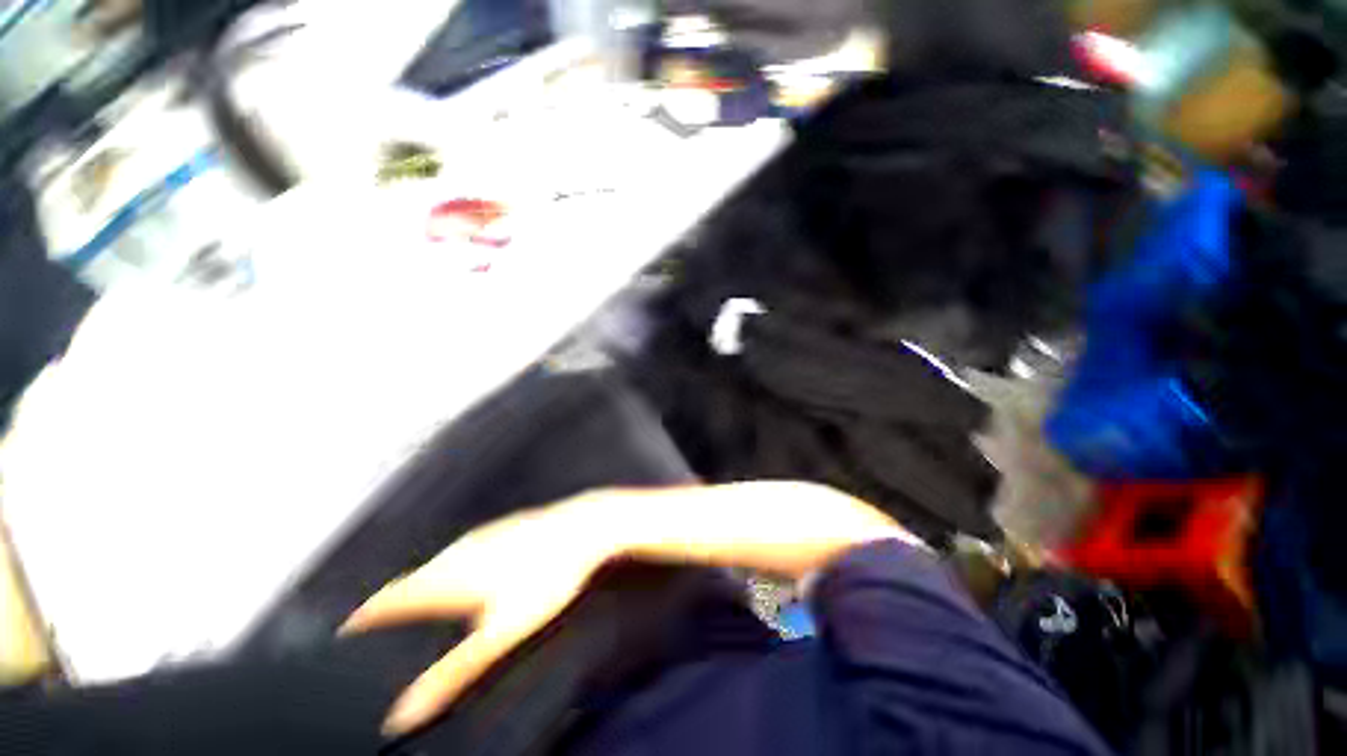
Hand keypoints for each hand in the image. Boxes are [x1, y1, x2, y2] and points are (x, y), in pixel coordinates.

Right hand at [341, 502, 608, 734]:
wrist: (584, 527)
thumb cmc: (546, 579)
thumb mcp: (501, 635)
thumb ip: (453, 674)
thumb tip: (402, 716)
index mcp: (448, 577)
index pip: (388, 600)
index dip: (362, 618)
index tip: (343, 633)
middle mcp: (458, 551)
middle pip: (411, 580)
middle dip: (390, 602)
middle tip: (375, 624)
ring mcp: (483, 534)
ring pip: (438, 561)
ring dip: (421, 582)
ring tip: (413, 603)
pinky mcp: (504, 526)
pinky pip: (463, 548)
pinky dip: (450, 565)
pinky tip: (463, 572)